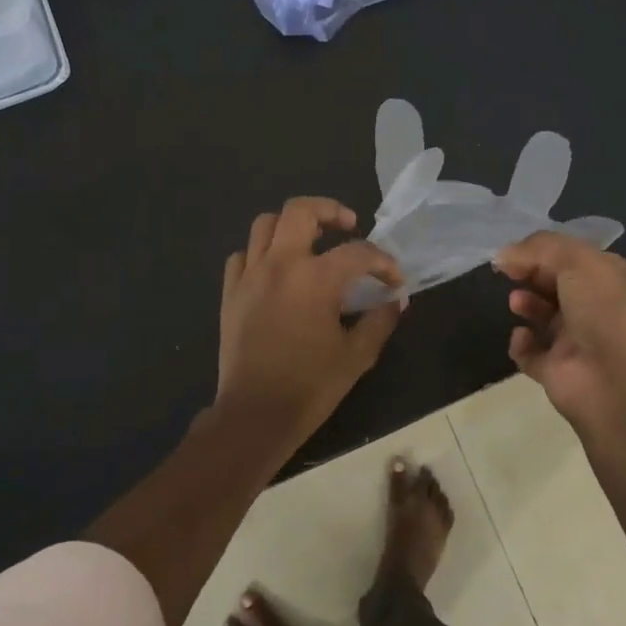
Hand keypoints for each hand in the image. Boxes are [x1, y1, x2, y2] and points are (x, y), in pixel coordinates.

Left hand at [216, 198, 404, 443]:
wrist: (254, 415)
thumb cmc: (310, 386)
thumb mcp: (357, 355)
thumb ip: (380, 321)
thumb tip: (395, 300)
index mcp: (316, 279)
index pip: (358, 252)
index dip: (383, 262)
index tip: (394, 280)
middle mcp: (280, 265)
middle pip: (300, 210)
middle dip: (329, 211)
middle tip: (347, 226)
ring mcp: (250, 276)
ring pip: (265, 224)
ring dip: (291, 225)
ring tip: (310, 241)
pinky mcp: (230, 293)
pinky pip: (242, 255)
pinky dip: (260, 253)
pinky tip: (275, 271)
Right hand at [495, 231, 625, 432]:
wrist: (617, 384)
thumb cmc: (606, 312)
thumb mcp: (579, 261)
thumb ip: (540, 248)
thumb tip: (504, 254)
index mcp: (617, 281)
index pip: (578, 259)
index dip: (546, 252)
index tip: (517, 252)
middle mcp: (601, 310)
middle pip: (557, 285)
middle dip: (534, 276)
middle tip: (512, 273)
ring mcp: (580, 342)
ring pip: (544, 317)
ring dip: (527, 304)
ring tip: (516, 302)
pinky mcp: (558, 371)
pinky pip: (531, 353)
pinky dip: (521, 344)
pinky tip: (522, 336)